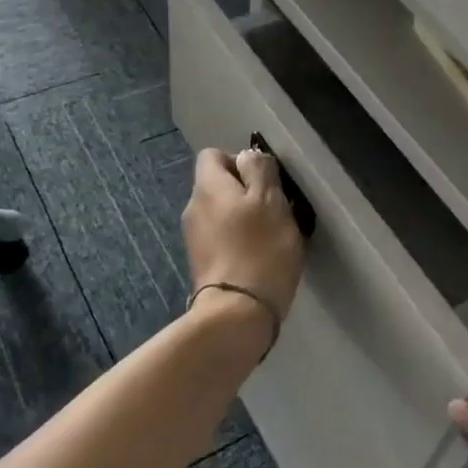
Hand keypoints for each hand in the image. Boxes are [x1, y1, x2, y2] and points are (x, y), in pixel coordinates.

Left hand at [182, 147, 304, 322]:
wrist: (236, 312)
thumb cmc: (259, 249)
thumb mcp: (270, 200)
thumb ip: (259, 170)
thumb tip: (247, 157)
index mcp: (207, 186)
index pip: (213, 154)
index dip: (239, 161)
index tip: (265, 182)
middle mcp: (193, 207)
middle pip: (217, 185)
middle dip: (245, 192)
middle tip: (274, 211)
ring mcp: (193, 238)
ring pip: (220, 213)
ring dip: (242, 219)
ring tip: (269, 237)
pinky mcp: (200, 264)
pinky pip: (219, 238)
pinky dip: (236, 241)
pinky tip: (257, 258)